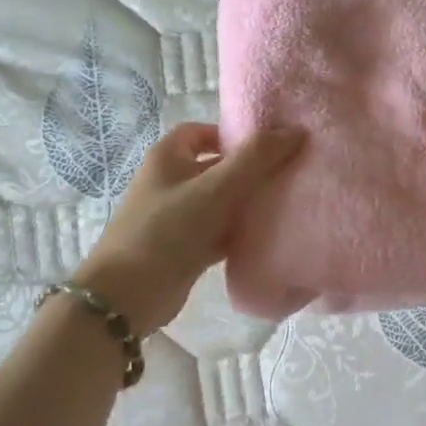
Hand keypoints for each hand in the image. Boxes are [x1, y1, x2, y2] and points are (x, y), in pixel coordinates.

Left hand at [75, 122, 304, 335]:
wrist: (129, 295)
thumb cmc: (168, 229)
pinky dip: (240, 231)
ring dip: (247, 202)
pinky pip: (219, 231)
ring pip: (220, 201)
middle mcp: (170, 182)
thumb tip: (296, 131)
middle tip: (286, 173)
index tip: (266, 146)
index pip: (201, 132)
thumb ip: (256, 157)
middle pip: (215, 166)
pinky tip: (267, 235)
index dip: (231, 134)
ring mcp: (176, 217)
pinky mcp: (185, 248)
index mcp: (167, 158)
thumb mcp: (216, 187)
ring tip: (285, 202)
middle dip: (248, 170)